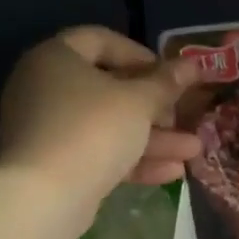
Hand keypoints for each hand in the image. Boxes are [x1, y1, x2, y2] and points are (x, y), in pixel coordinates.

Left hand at [0, 28, 201, 201]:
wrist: (45, 197)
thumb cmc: (93, 130)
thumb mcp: (139, 102)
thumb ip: (166, 83)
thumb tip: (193, 65)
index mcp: (56, 58)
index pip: (100, 40)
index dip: (140, 54)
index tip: (170, 75)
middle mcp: (45, 88)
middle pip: (108, 88)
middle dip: (155, 106)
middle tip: (183, 116)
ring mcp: (48, 129)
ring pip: (107, 126)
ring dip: (152, 138)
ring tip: (192, 150)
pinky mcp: (54, 165)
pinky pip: (97, 152)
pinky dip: (131, 159)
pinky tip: (172, 172)